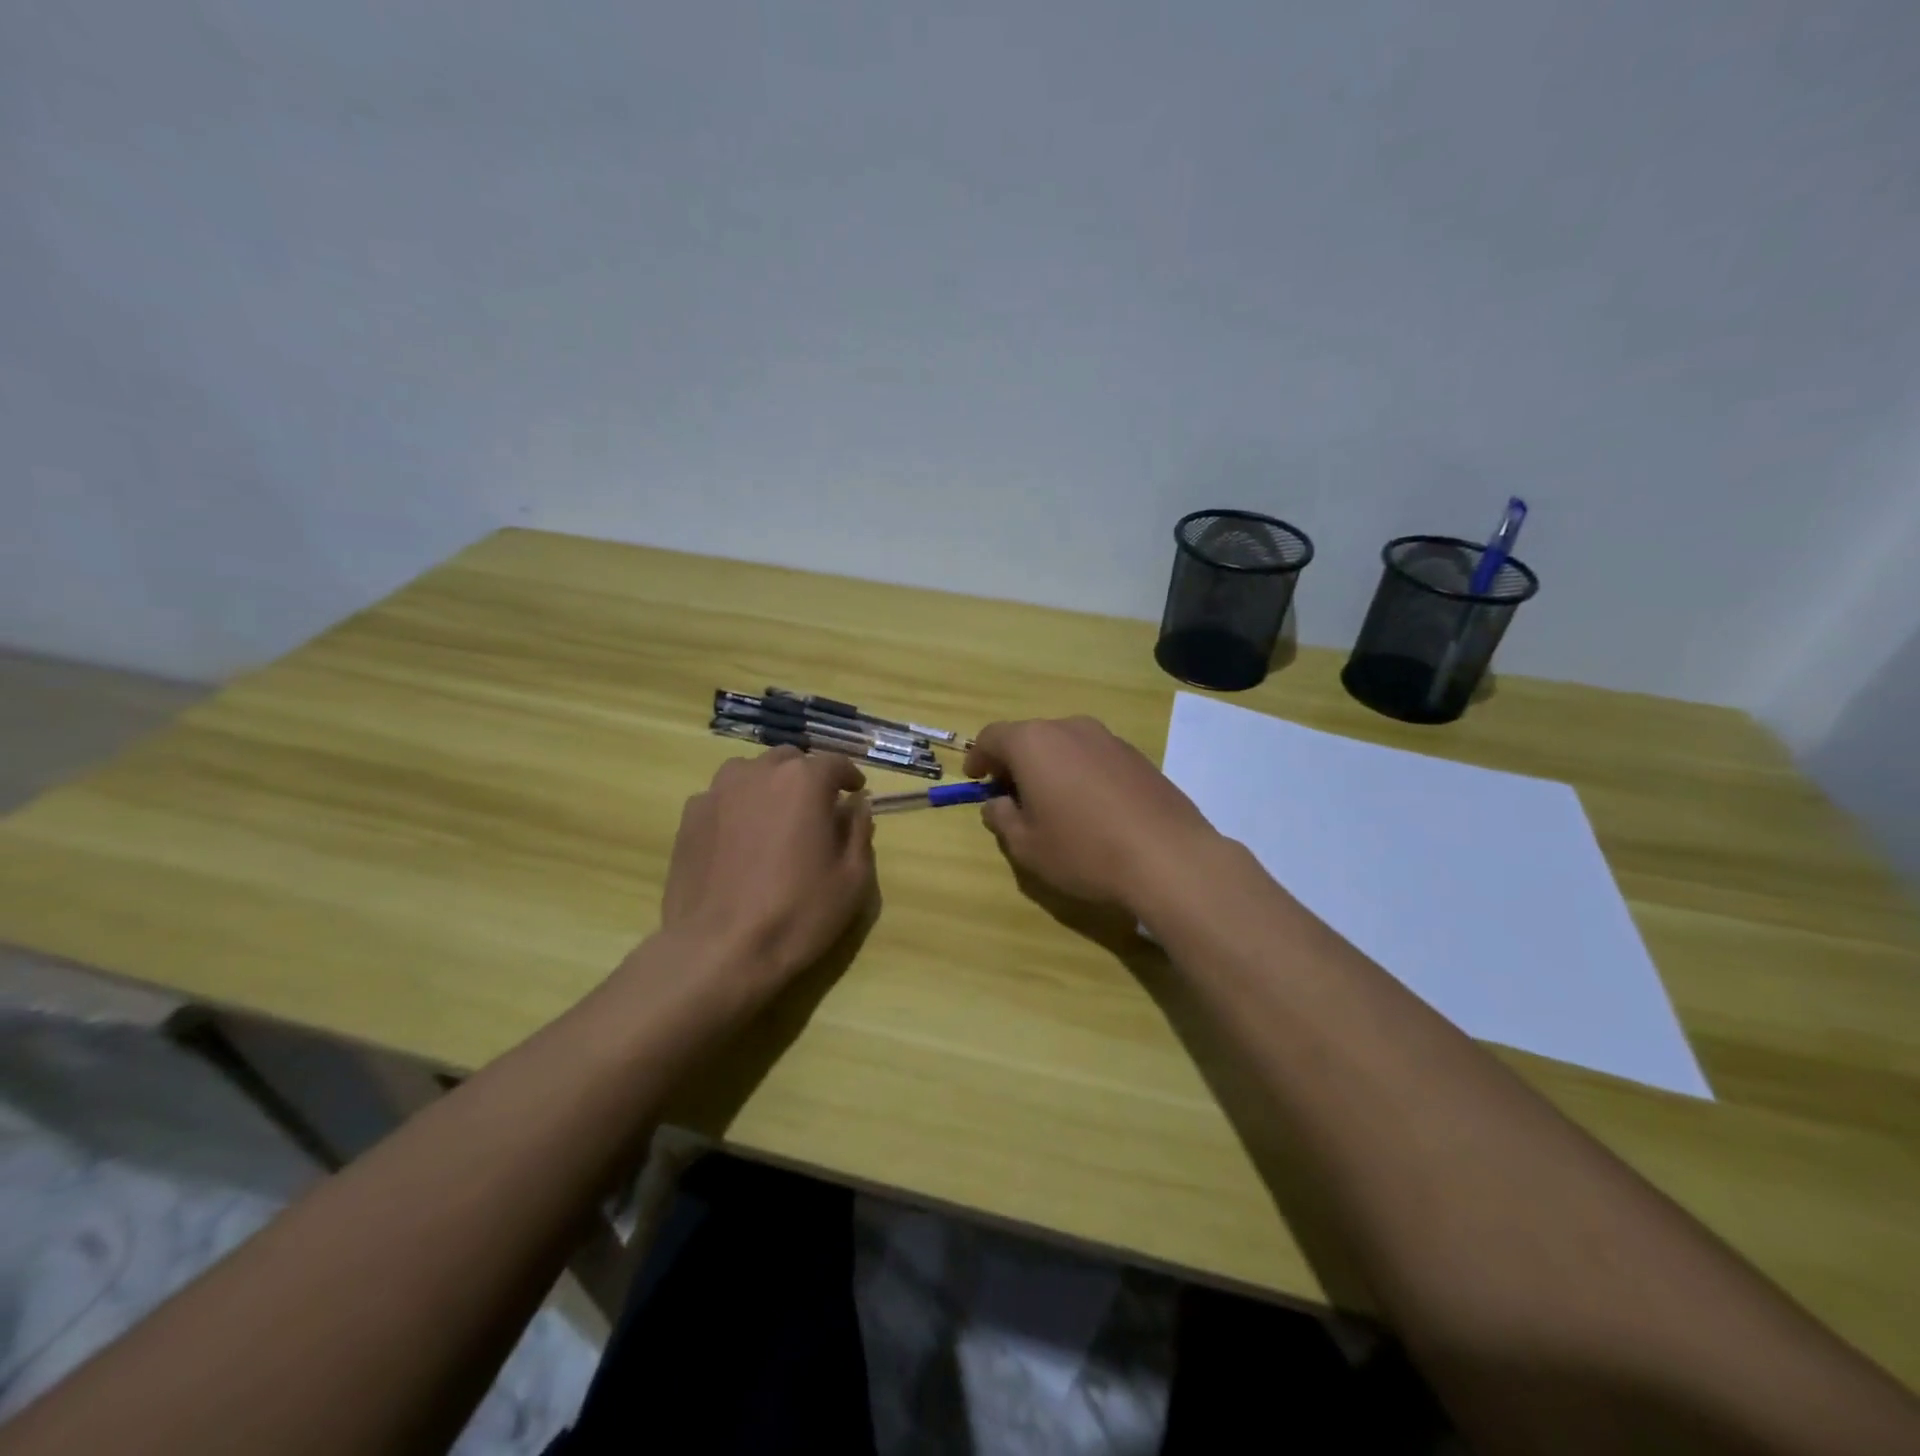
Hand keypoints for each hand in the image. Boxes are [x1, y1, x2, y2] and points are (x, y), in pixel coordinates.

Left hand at [658, 747, 875, 998]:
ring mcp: (717, 792)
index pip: (833, 762)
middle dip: (807, 778)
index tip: (856, 793)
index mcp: (803, 781)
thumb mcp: (852, 878)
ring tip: (776, 820)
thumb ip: (859, 831)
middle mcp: (758, 773)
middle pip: (789, 761)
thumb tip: (856, 806)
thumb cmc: (797, 913)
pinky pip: (722, 798)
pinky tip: (741, 841)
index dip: (849, 776)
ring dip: (770, 786)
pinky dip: (738, 807)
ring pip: (751, 773)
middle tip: (817, 809)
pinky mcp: (689, 817)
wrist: (718, 950)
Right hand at [964, 716, 1220, 912]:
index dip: (978, 757)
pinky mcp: (1137, 756)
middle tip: (1011, 796)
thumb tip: (998, 804)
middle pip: (1030, 737)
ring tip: (1052, 804)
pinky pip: (1094, 757)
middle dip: (1015, 763)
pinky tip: (1090, 808)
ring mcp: (1108, 739)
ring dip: (1050, 767)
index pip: (992, 737)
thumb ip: (1003, 818)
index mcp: (1034, 743)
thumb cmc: (1084, 850)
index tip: (976, 779)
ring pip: (1065, 745)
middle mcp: (1070, 728)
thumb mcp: (1027, 846)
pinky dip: (1080, 773)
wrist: (1168, 858)